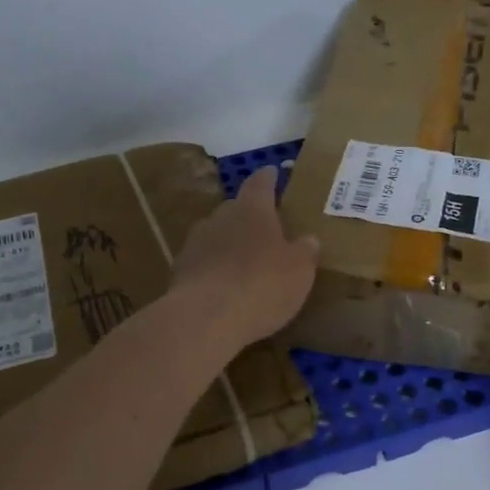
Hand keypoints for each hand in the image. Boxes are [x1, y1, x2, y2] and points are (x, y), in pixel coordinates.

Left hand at [168, 167, 319, 352]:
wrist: (206, 318)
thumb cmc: (262, 285)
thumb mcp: (299, 271)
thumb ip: (304, 251)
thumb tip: (309, 239)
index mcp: (252, 209)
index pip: (261, 183)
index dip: (269, 177)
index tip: (273, 171)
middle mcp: (220, 217)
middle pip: (235, 209)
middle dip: (249, 216)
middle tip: (265, 229)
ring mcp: (195, 242)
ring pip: (216, 235)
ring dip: (229, 244)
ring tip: (243, 261)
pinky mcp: (180, 270)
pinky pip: (203, 262)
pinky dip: (213, 269)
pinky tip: (223, 286)